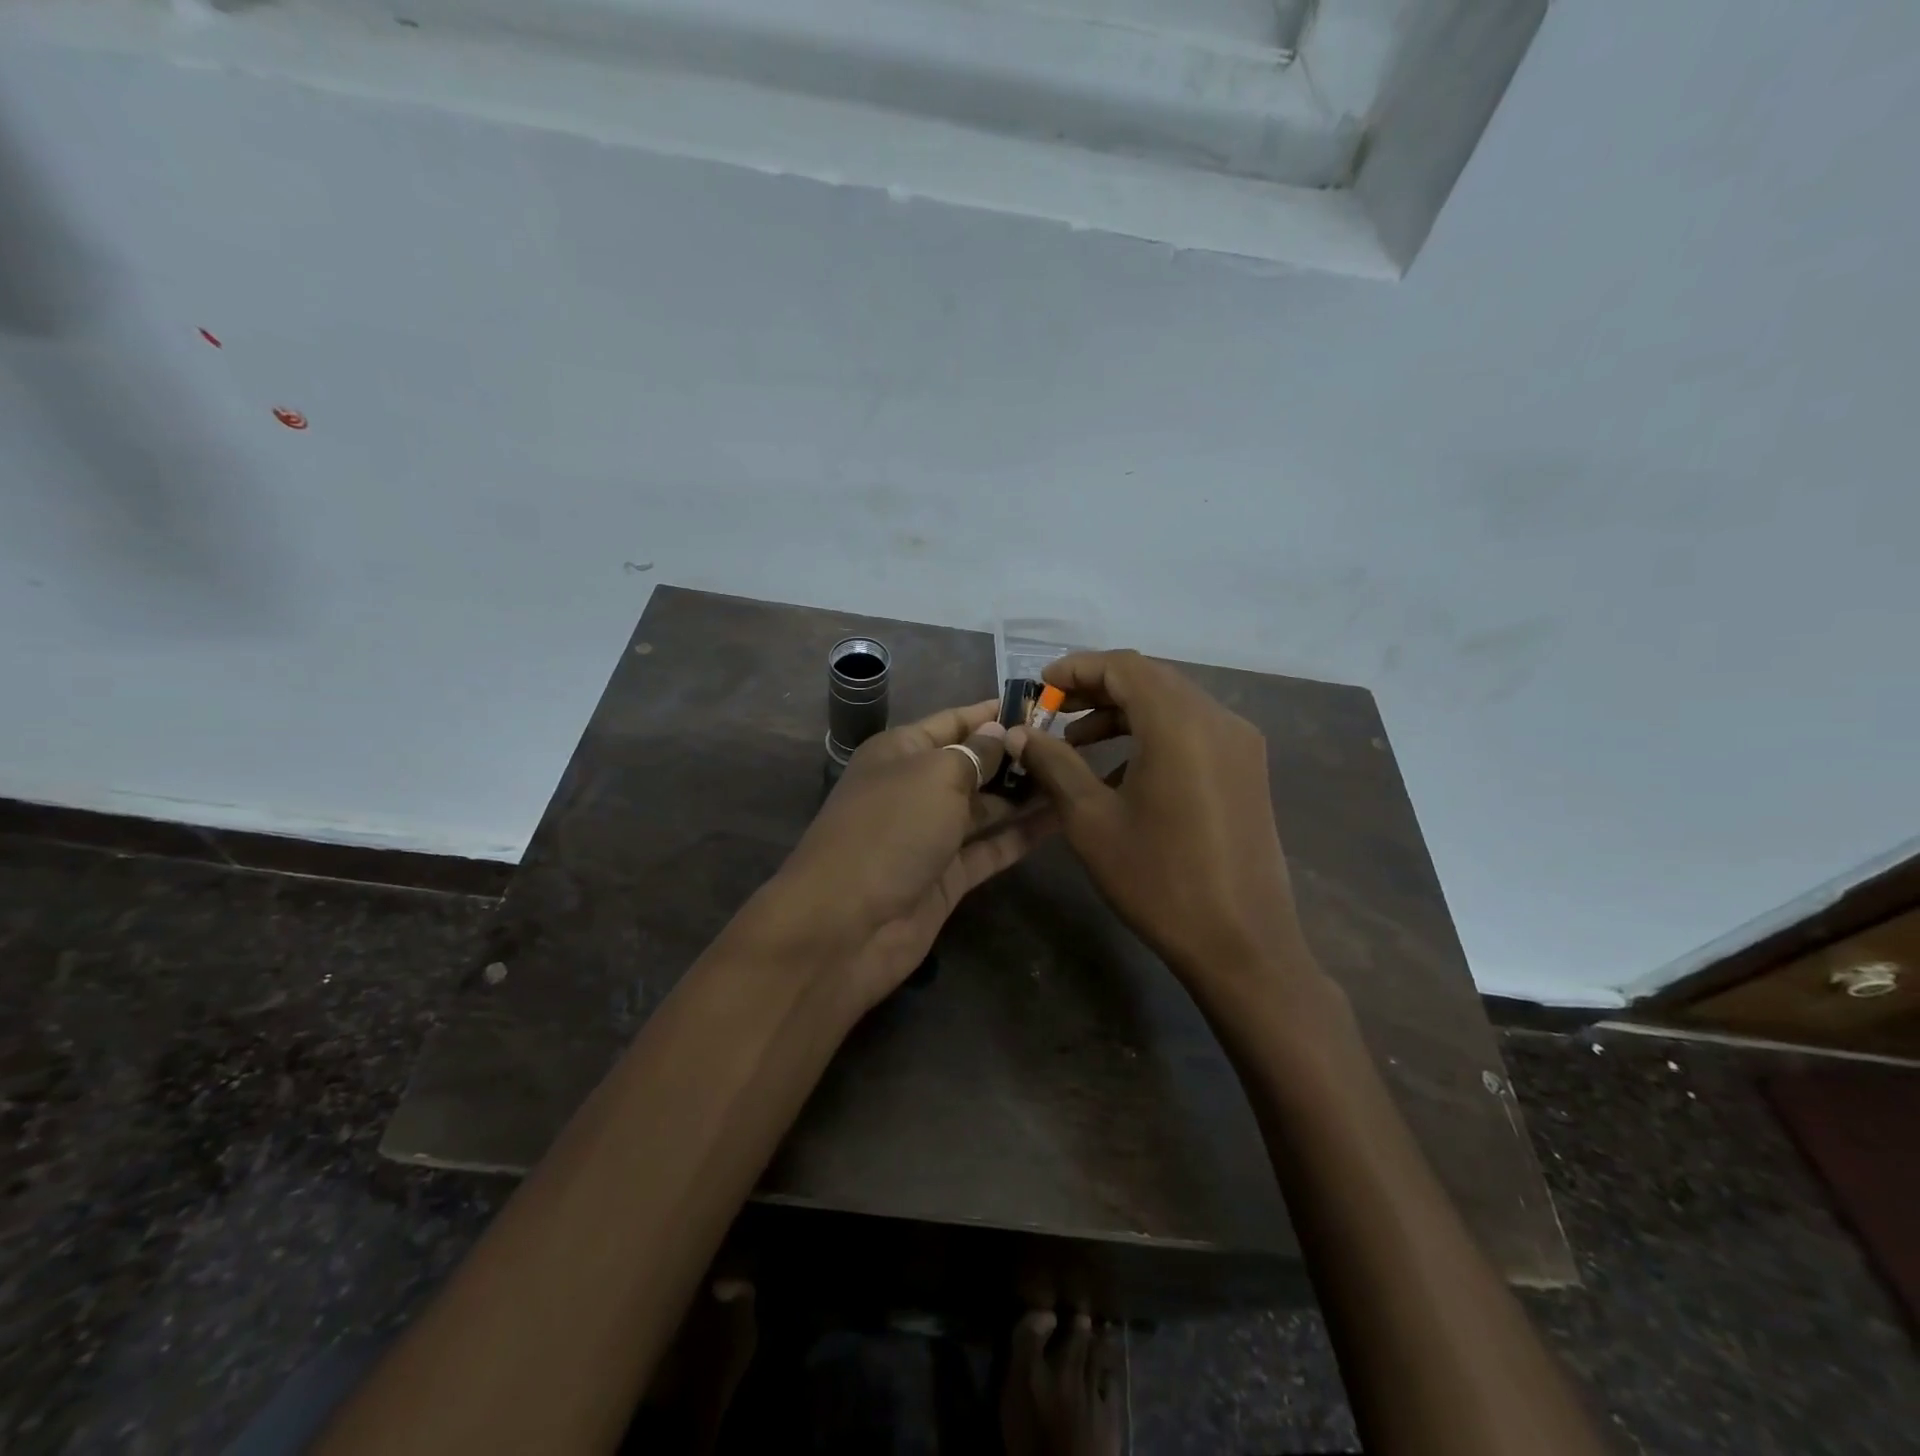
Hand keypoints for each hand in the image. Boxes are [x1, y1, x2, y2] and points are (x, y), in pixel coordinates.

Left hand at [770, 700, 1051, 1009]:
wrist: (846, 926)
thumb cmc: (890, 830)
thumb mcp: (935, 776)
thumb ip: (974, 754)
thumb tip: (999, 733)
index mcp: (900, 752)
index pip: (953, 722)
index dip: (993, 714)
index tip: (1041, 706)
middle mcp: (915, 789)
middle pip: (972, 764)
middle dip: (1016, 755)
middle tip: (1071, 746)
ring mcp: (931, 836)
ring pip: (985, 808)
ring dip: (1025, 795)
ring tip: (1074, 778)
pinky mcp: (947, 877)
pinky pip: (990, 848)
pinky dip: (1021, 836)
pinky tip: (1062, 820)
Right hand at [1007, 651, 1314, 999]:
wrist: (1242, 943)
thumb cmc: (1158, 879)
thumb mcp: (1091, 820)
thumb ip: (1054, 764)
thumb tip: (1018, 734)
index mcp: (1181, 723)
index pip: (1124, 667)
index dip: (1076, 669)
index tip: (1039, 687)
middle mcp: (1218, 719)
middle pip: (1150, 680)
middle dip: (1097, 690)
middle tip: (1052, 713)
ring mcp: (1240, 745)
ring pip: (1173, 705)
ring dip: (1123, 714)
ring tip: (1078, 743)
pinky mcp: (1247, 771)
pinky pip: (1194, 732)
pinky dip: (1153, 736)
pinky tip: (1122, 773)